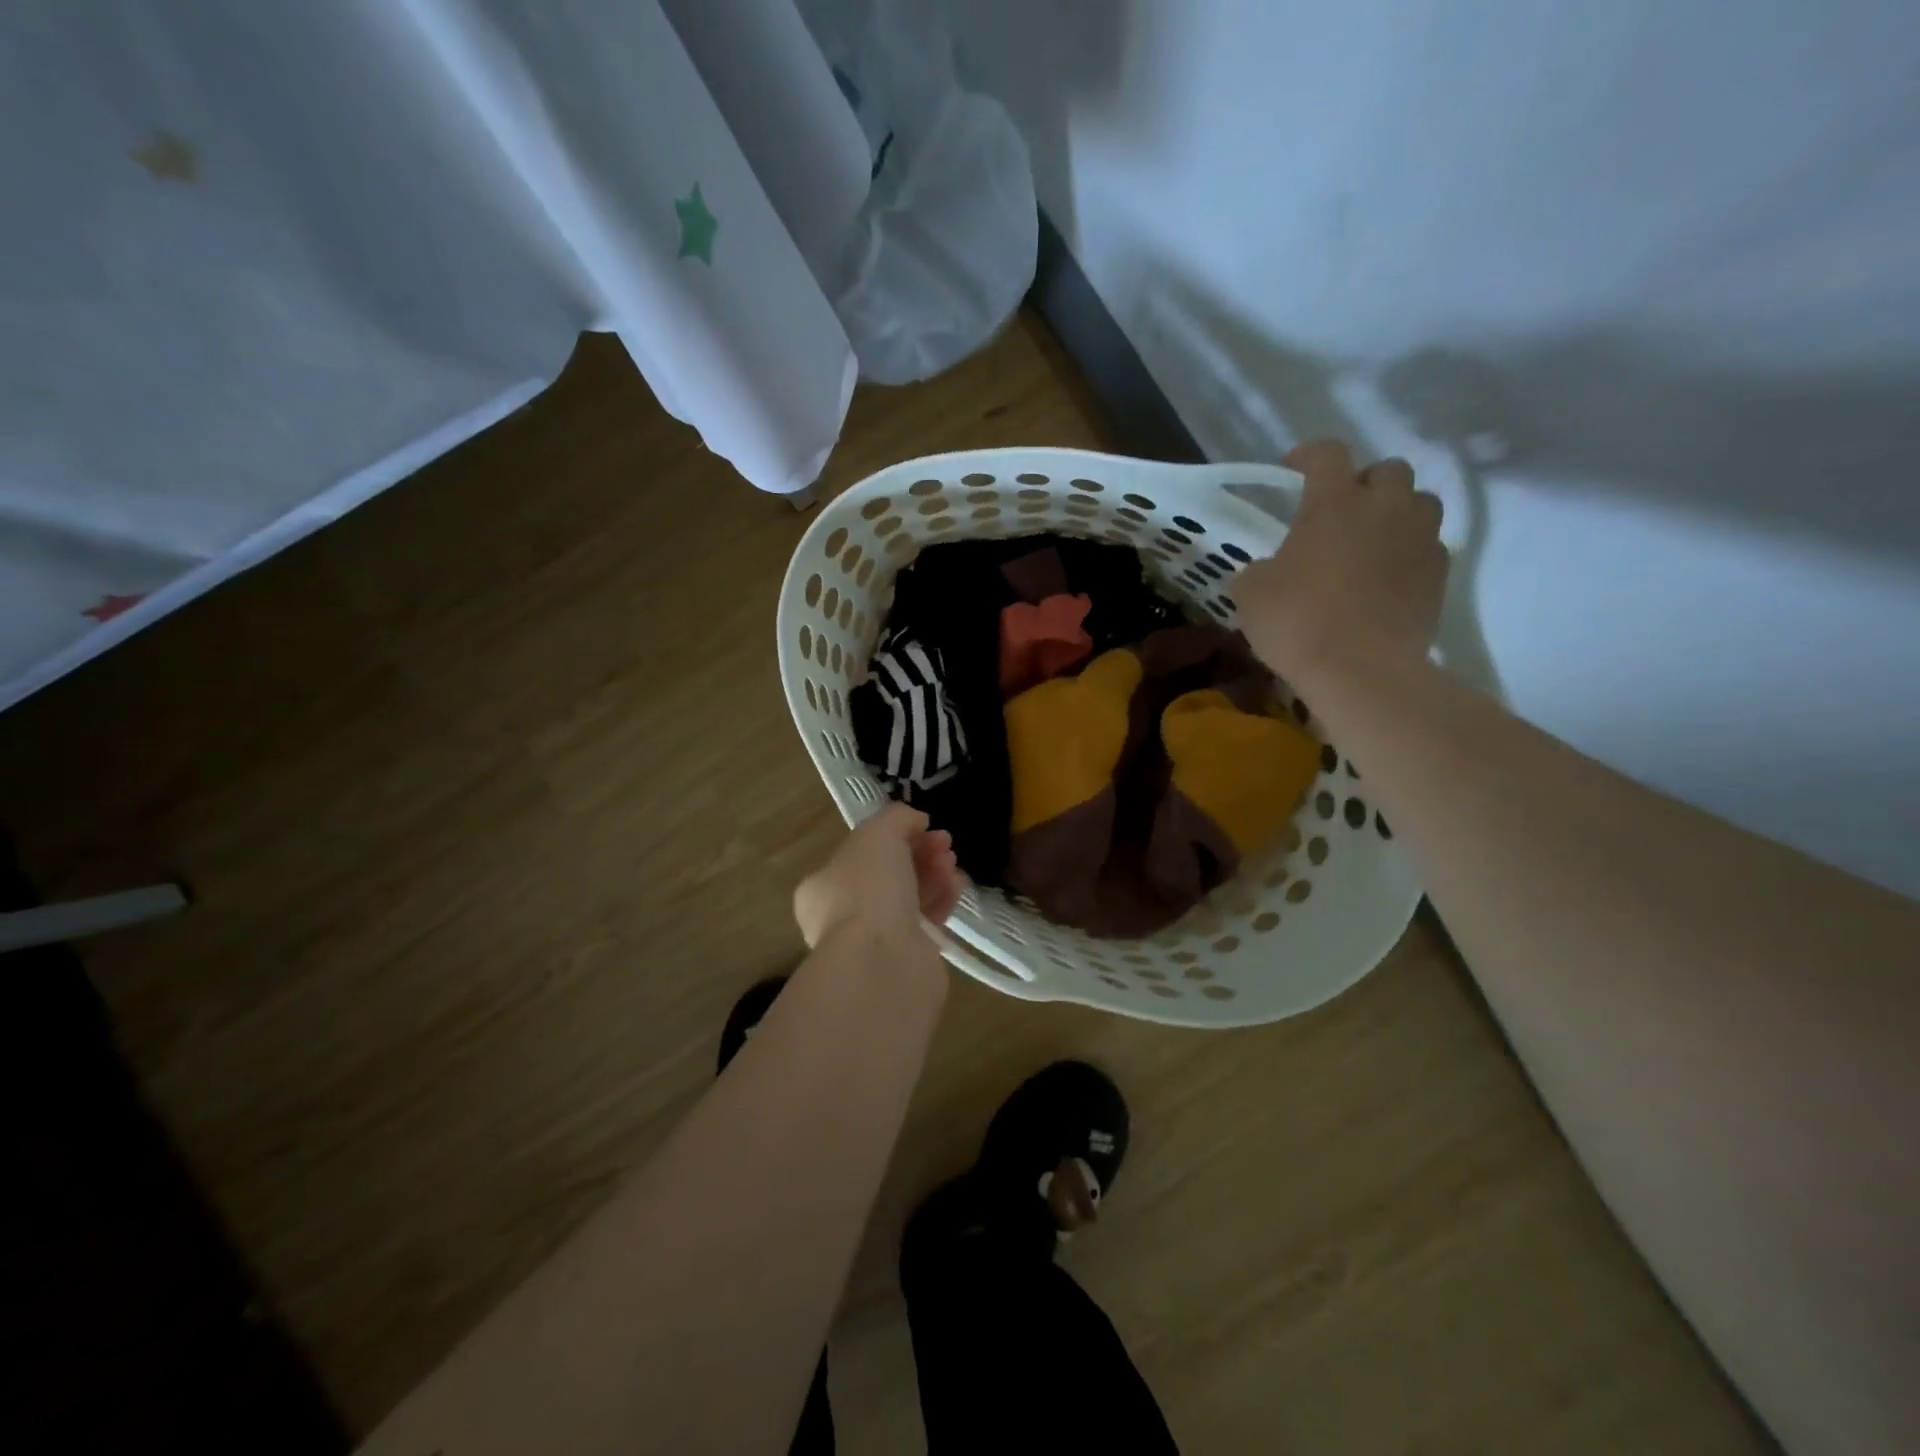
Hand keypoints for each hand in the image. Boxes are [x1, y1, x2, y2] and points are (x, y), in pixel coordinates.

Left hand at [793, 803, 964, 951]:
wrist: (883, 962)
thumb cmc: (869, 890)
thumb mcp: (878, 833)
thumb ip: (897, 818)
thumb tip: (916, 821)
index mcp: (822, 886)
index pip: (860, 852)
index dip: (894, 834)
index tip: (924, 825)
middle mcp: (842, 915)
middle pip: (888, 873)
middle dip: (919, 852)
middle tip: (945, 843)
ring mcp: (873, 940)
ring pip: (909, 897)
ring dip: (934, 874)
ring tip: (953, 864)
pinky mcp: (904, 958)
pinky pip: (926, 921)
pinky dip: (942, 900)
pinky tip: (957, 887)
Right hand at [1235, 440, 1448, 682]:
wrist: (1360, 670)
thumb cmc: (1297, 622)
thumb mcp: (1251, 593)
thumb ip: (1261, 568)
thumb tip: (1271, 569)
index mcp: (1334, 504)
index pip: (1327, 454)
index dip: (1307, 455)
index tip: (1291, 470)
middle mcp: (1385, 508)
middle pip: (1388, 470)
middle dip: (1365, 482)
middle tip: (1341, 510)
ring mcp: (1419, 540)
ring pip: (1420, 503)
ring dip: (1396, 512)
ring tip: (1372, 540)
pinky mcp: (1439, 575)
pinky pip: (1428, 547)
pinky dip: (1409, 553)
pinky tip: (1387, 578)